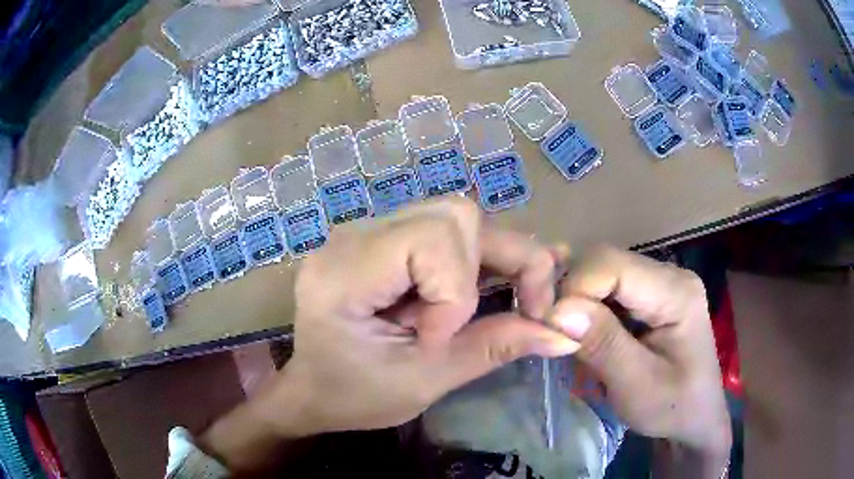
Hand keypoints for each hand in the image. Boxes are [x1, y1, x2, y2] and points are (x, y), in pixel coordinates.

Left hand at [202, 198, 579, 472]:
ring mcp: (368, 231)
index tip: (441, 339)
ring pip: (456, 215)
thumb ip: (494, 349)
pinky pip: (444, 228)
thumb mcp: (423, 382)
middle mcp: (353, 236)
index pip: (431, 239)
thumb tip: (565, 336)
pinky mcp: (384, 239)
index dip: (456, 291)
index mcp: (344, 274)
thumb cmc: (354, 397)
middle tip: (521, 308)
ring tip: (504, 299)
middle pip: (454, 213)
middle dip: (499, 261)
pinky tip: (496, 281)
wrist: (314, 390)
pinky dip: (478, 256)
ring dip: (494, 257)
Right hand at [547, 247, 730, 474]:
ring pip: (602, 274)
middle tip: (560, 339)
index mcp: (676, 291)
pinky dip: (591, 312)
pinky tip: (592, 338)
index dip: (574, 289)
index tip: (550, 328)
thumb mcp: (638, 385)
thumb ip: (603, 345)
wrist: (695, 418)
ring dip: (580, 306)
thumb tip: (556, 311)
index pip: (611, 264)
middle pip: (605, 263)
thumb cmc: (673, 407)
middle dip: (574, 297)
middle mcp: (669, 274)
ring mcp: (660, 283)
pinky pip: (609, 290)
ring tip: (576, 343)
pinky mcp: (651, 296)